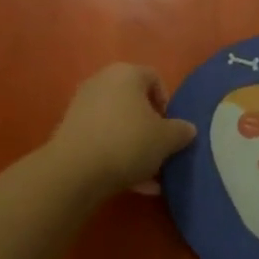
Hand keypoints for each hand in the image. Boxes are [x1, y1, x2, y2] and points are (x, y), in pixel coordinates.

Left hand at [45, 64, 195, 199]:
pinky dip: (117, 156)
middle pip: (134, 102)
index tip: (171, 127)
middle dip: (150, 127)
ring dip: (135, 146)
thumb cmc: (127, 142)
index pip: (154, 78)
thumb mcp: (166, 139)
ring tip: (149, 176)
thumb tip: (187, 129)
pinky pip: (102, 139)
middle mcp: (102, 82)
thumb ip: (181, 131)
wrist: (74, 171)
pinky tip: (132, 184)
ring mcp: (82, 106)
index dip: (167, 102)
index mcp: (127, 73)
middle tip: (160, 150)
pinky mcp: (70, 131)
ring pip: (118, 124)